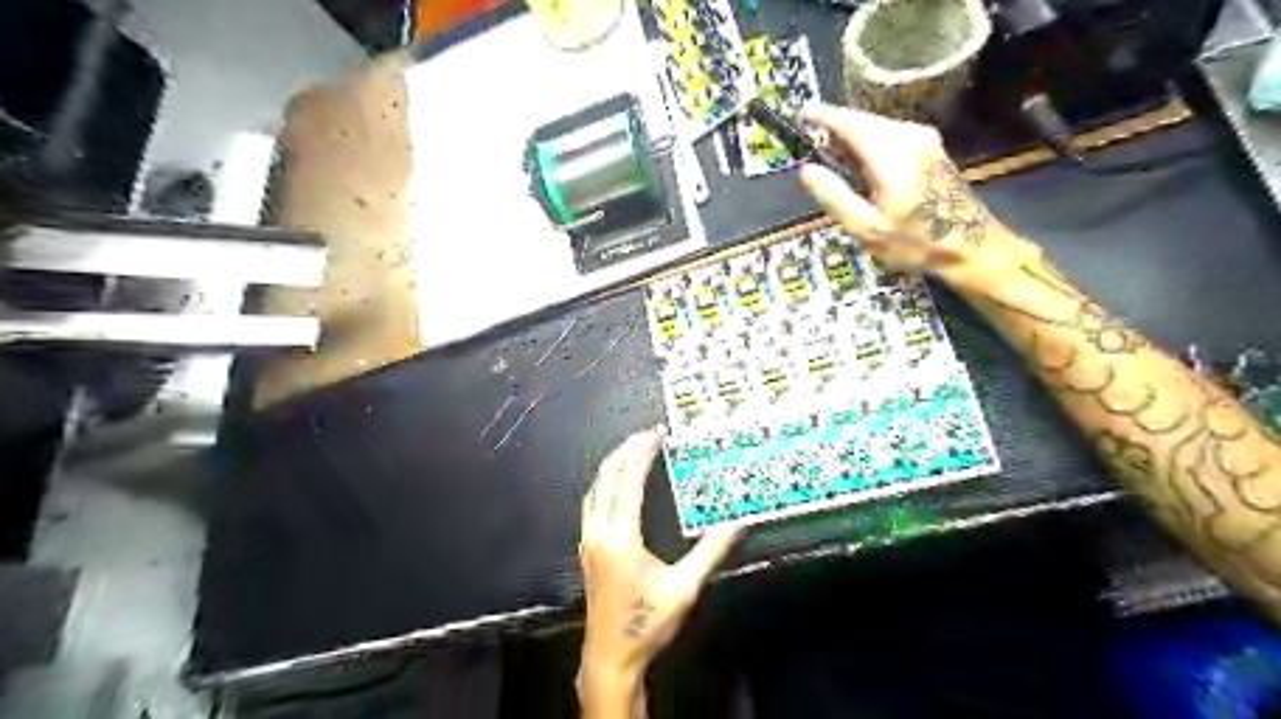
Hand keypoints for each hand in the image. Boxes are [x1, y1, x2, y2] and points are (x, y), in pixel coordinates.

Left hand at [581, 426, 742, 695]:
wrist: (610, 657)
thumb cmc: (646, 624)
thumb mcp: (684, 588)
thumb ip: (710, 553)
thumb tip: (735, 525)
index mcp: (620, 536)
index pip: (629, 479)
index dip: (643, 452)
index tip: (658, 435)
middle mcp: (599, 531)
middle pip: (607, 476)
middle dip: (627, 450)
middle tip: (648, 434)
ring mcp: (589, 540)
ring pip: (596, 487)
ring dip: (614, 464)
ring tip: (634, 450)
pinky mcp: (588, 549)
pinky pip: (593, 502)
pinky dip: (606, 482)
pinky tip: (617, 484)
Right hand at [799, 100, 1034, 292]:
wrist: (970, 246)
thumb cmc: (915, 242)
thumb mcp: (867, 227)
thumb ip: (834, 195)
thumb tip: (805, 170)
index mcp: (891, 155)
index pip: (850, 123)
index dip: (824, 116)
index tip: (802, 113)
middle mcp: (909, 137)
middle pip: (864, 121)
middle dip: (837, 126)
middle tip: (812, 140)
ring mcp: (924, 139)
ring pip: (878, 127)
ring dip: (853, 135)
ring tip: (832, 156)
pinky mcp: (931, 147)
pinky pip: (891, 135)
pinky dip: (870, 142)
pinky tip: (861, 163)